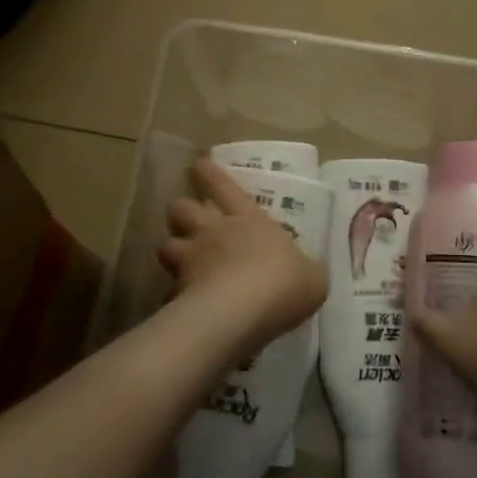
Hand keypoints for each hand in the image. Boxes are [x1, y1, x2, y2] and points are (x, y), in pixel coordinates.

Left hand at [157, 159, 327, 361]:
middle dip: (181, 210)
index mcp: (249, 220)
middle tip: (185, 218)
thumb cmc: (283, 283)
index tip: (197, 164)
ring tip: (178, 260)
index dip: (210, 174)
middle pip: (183, 208)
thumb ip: (305, 270)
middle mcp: (214, 232)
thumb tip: (305, 272)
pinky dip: (173, 296)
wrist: (242, 313)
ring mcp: (190, 260)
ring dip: (171, 250)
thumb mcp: (311, 276)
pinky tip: (181, 306)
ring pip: (165, 245)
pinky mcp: (177, 292)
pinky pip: (168, 291)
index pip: (224, 187)